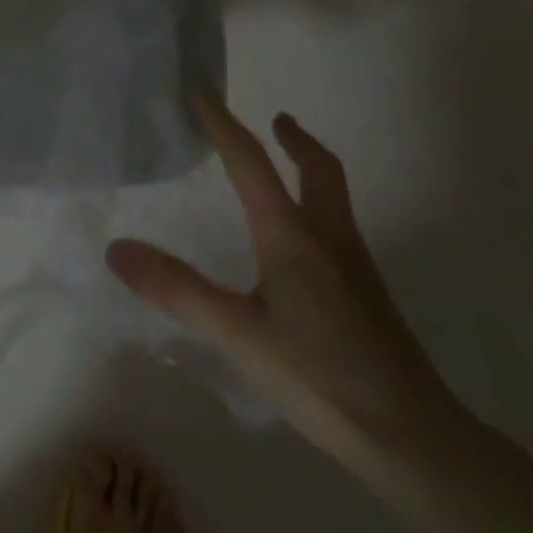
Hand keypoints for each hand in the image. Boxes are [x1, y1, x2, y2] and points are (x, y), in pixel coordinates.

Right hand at [107, 96, 459, 466]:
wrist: (414, 438)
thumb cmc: (320, 377)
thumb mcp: (238, 334)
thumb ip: (177, 290)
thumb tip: (117, 249)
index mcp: (293, 237)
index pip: (252, 164)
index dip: (224, 125)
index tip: (203, 93)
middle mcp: (329, 239)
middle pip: (320, 169)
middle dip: (296, 139)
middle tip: (277, 120)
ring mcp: (355, 267)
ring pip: (334, 197)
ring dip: (309, 169)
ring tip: (285, 171)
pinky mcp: (368, 296)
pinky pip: (338, 228)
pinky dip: (316, 207)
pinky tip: (302, 245)